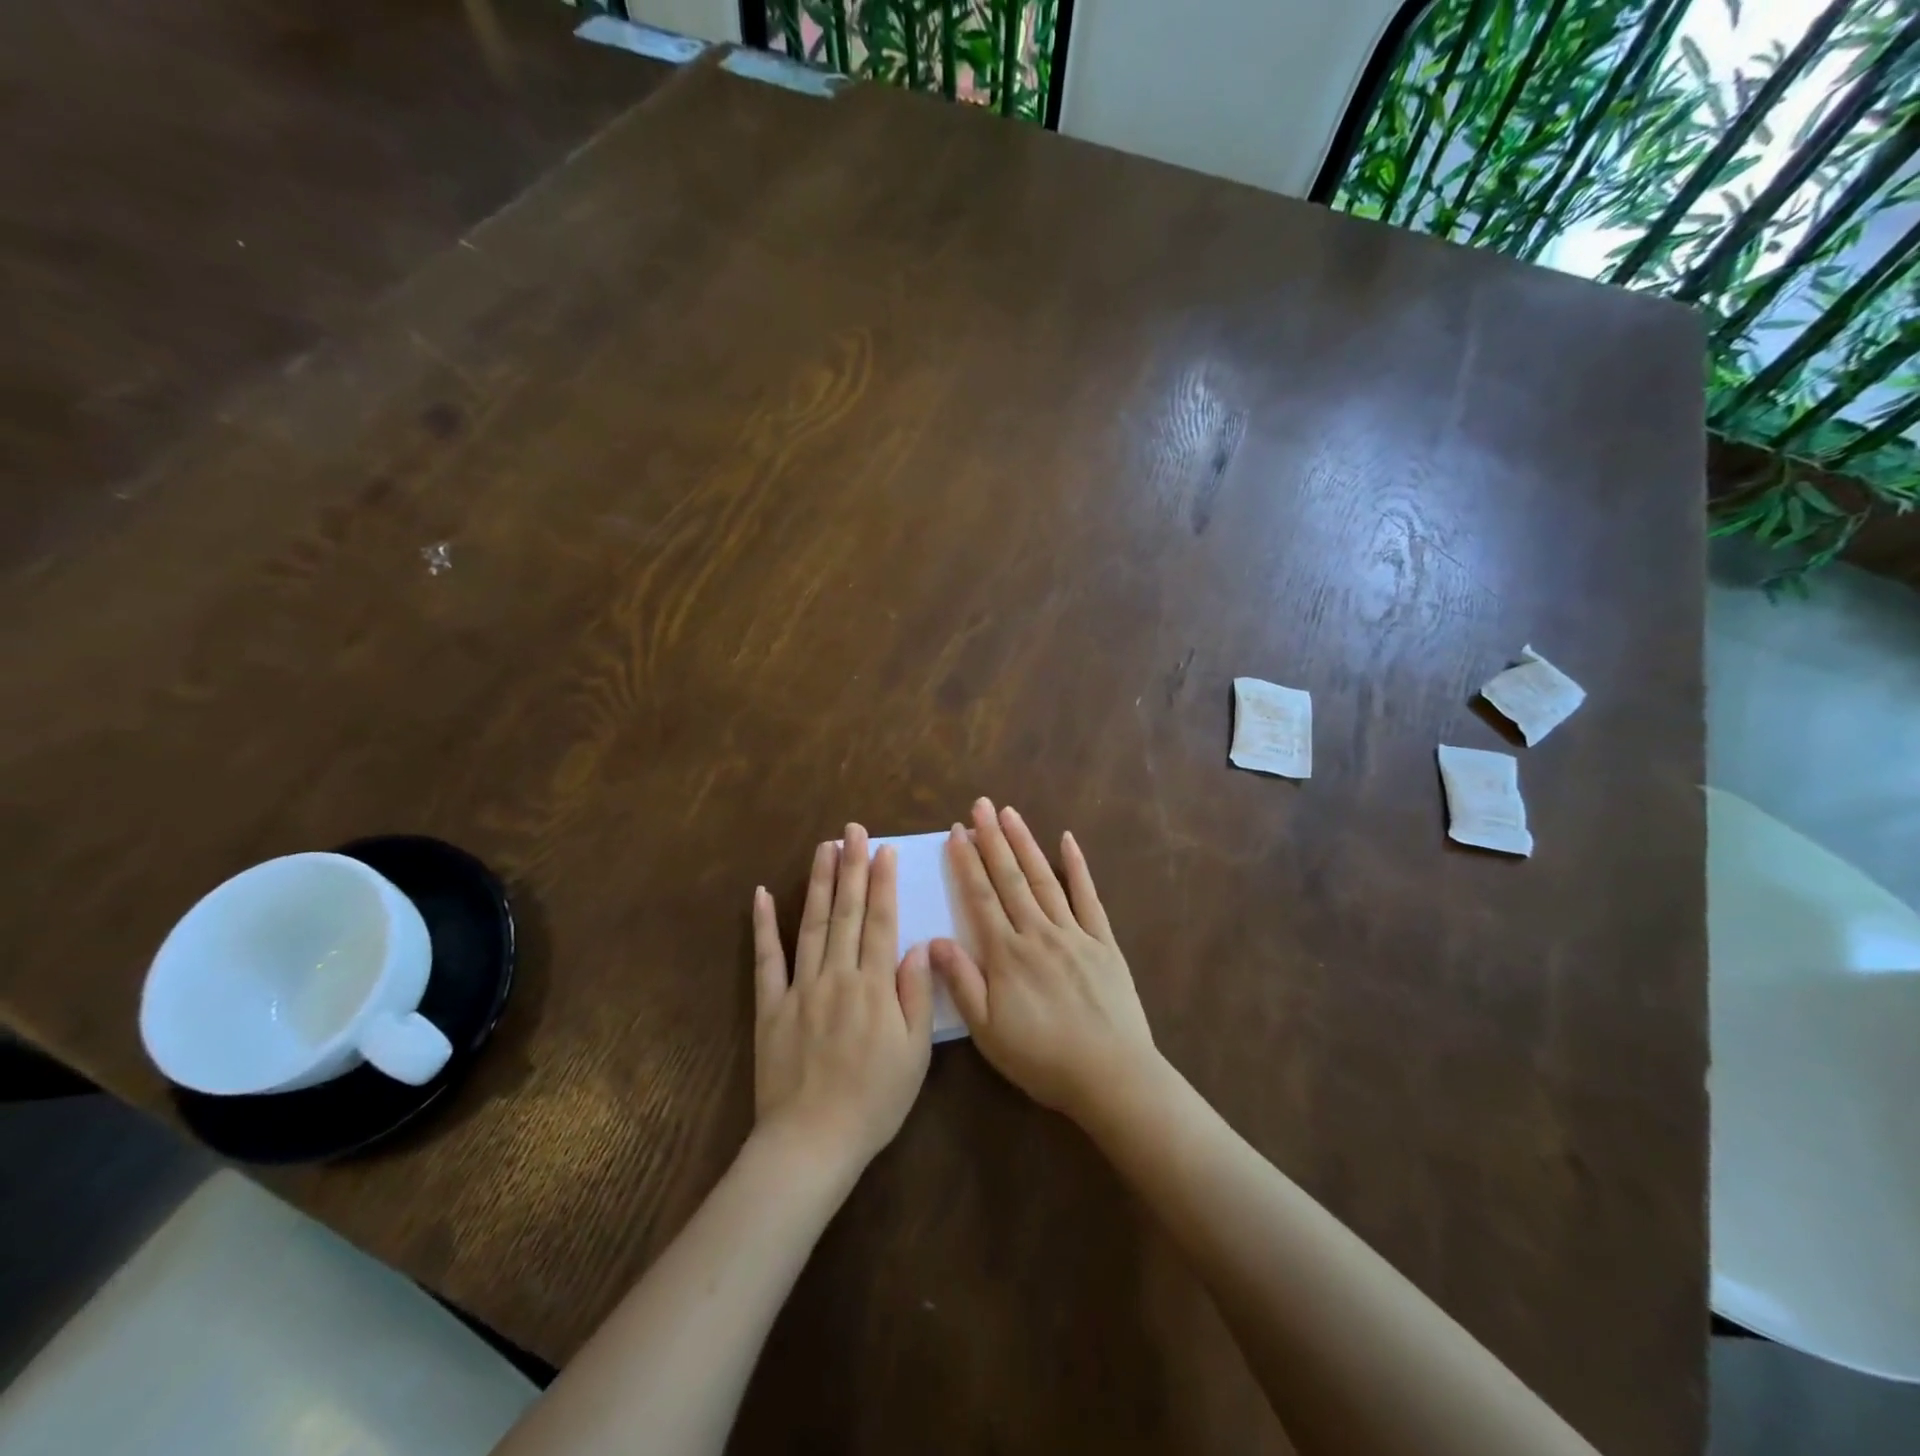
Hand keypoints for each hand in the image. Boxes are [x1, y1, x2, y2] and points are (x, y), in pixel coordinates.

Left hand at [752, 826, 933, 1173]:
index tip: (884, 850)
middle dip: (851, 867)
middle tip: (853, 830)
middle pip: (847, 913)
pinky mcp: (770, 1006)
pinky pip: (767, 960)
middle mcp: (837, 975)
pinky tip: (762, 895)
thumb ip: (916, 994)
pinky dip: (764, 926)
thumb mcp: (915, 1053)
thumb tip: (918, 945)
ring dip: (819, 883)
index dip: (883, 883)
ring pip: (812, 924)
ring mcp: (800, 988)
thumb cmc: (874, 1100)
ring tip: (823, 847)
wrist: (812, 1141)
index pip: (881, 922)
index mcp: (874, 986)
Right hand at [931, 798, 1159, 1125]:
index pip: (980, 898)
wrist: (1111, 1075)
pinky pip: (1089, 897)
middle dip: (992, 840)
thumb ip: (961, 983)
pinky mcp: (1104, 942)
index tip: (956, 832)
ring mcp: (1074, 933)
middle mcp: (1038, 933)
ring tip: (1009, 813)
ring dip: (1025, 843)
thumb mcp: (988, 1032)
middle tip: (979, 805)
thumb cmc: (1042, 1058)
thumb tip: (934, 940)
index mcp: (1007, 954)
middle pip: (1010, 878)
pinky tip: (1068, 840)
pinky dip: (1078, 867)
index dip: (966, 863)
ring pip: (1044, 879)